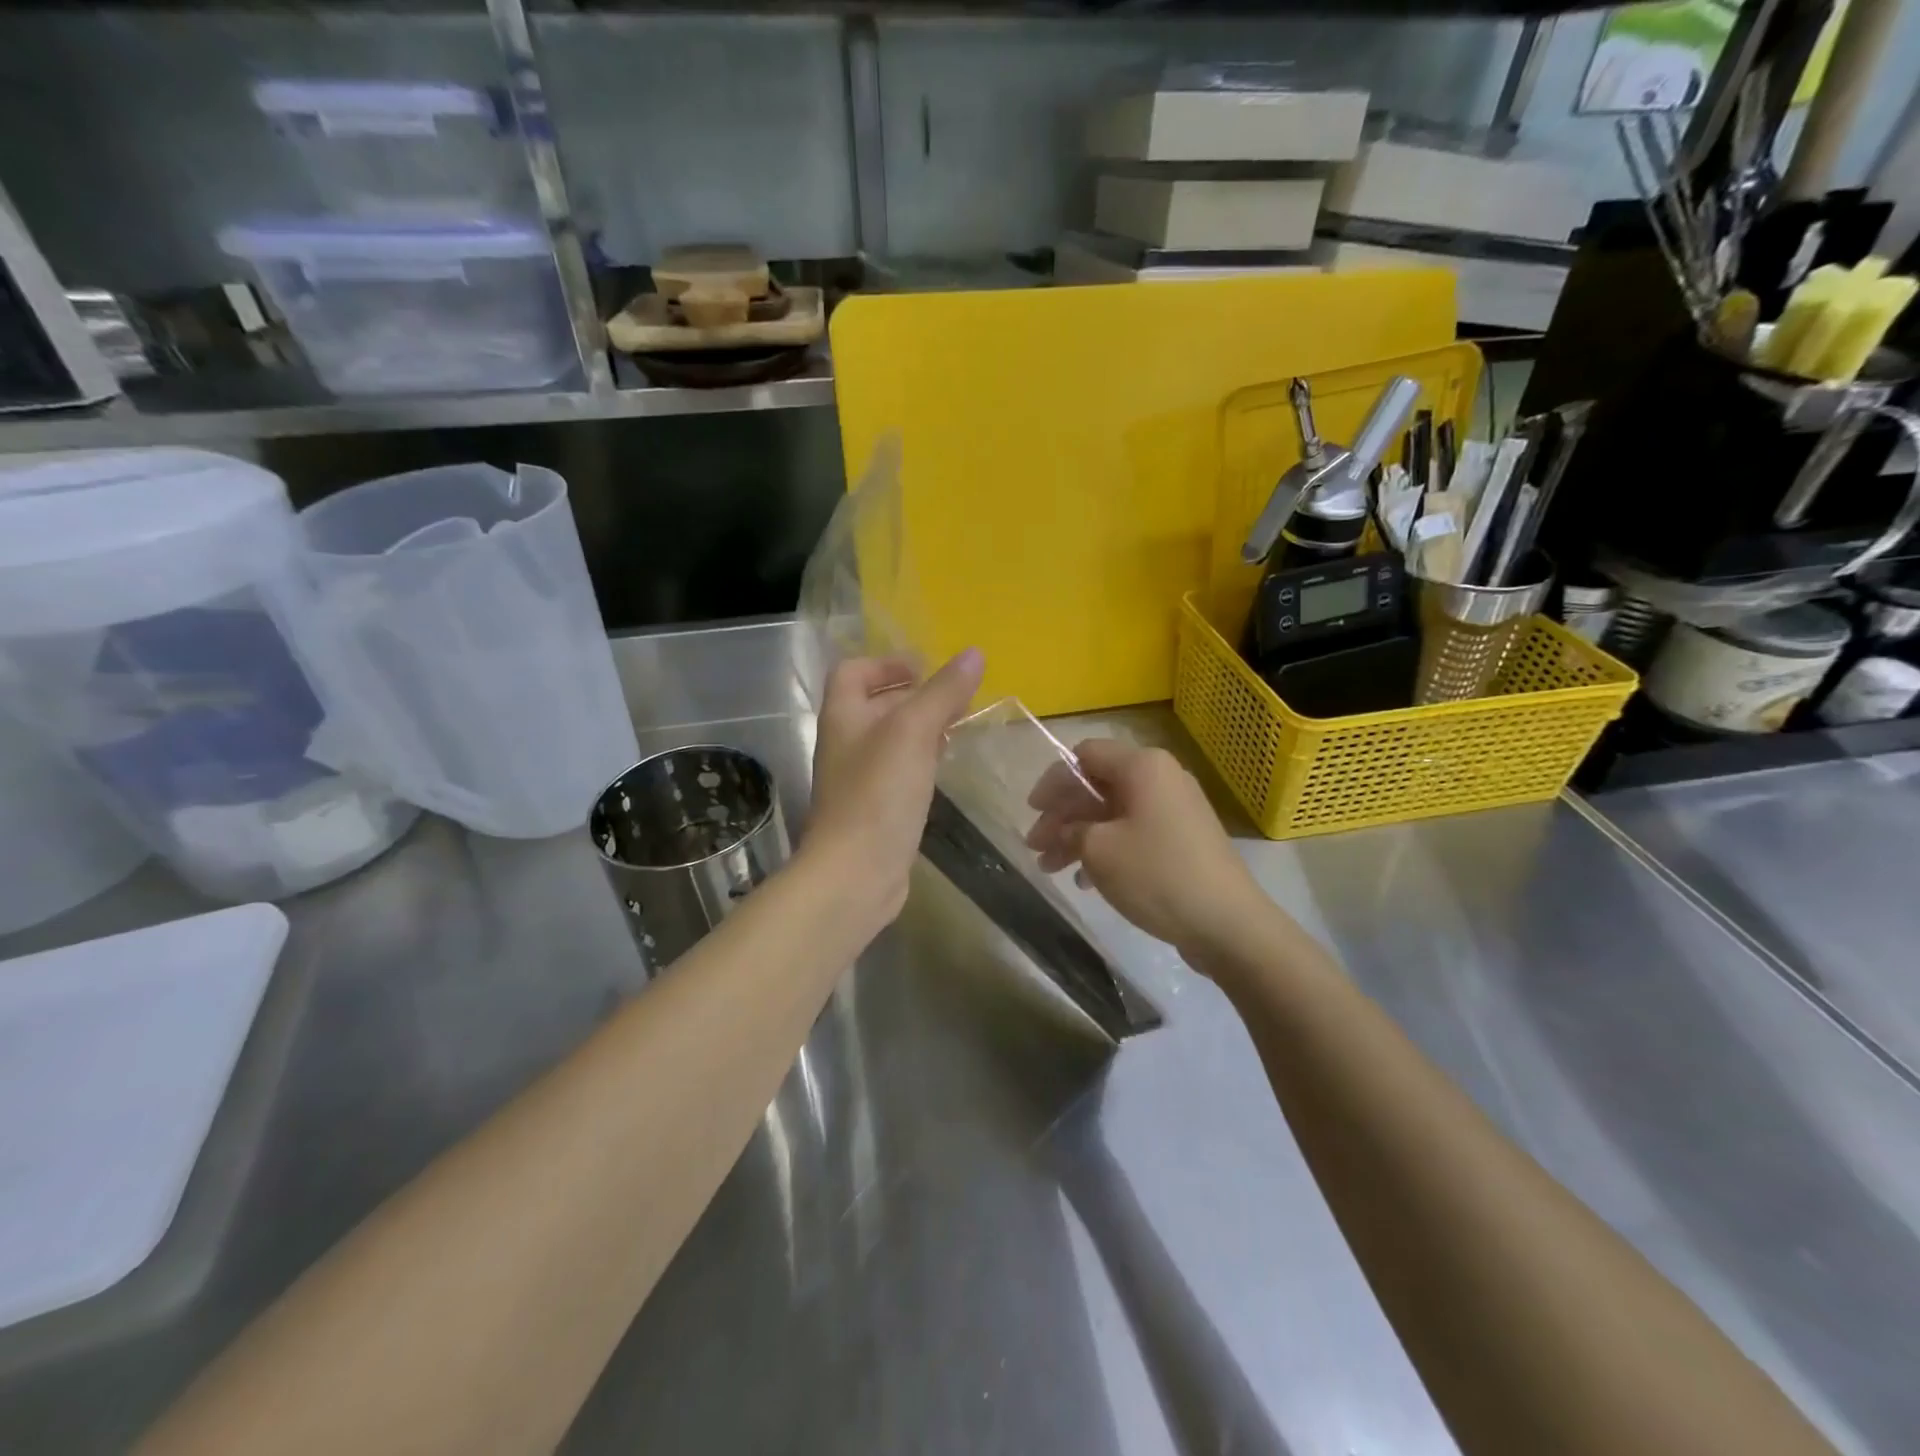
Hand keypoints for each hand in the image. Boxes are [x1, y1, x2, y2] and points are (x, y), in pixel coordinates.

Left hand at [803, 649, 984, 924]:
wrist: (856, 873)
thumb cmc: (879, 794)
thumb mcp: (913, 732)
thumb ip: (942, 692)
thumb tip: (974, 654)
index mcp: (843, 716)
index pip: (853, 672)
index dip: (886, 663)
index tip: (925, 669)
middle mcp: (846, 744)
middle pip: (875, 704)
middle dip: (913, 695)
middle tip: (955, 697)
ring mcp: (860, 779)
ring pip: (891, 740)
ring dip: (921, 727)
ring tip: (958, 726)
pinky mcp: (876, 809)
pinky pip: (899, 771)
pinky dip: (922, 760)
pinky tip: (944, 767)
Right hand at [1025, 740, 1268, 955]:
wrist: (1228, 923)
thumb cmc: (1157, 875)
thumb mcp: (1099, 850)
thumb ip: (1071, 829)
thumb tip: (1065, 829)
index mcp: (1142, 766)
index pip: (1085, 755)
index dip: (1054, 781)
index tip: (1032, 811)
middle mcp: (1161, 777)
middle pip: (1098, 785)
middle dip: (1062, 815)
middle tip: (1036, 847)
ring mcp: (1175, 809)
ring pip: (1113, 812)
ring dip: (1079, 836)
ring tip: (1050, 868)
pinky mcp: (1182, 838)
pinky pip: (1133, 831)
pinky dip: (1106, 848)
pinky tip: (1086, 880)